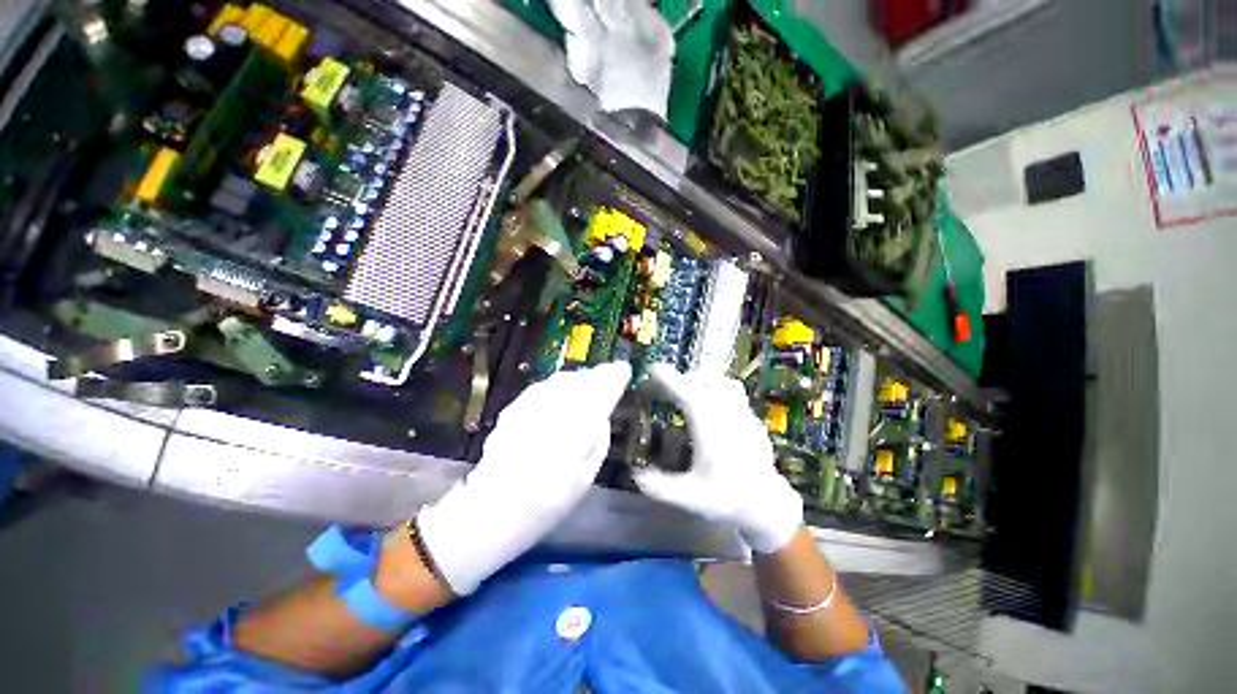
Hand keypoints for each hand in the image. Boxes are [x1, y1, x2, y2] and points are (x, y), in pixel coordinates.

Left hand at [417, 362, 631, 594]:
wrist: (496, 505)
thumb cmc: (553, 497)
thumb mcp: (589, 471)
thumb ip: (600, 435)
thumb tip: (602, 413)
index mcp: (583, 419)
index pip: (605, 385)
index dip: (616, 375)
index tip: (624, 370)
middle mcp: (559, 402)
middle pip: (583, 377)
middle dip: (597, 375)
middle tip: (606, 380)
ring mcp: (534, 401)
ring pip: (563, 379)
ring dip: (577, 380)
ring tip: (584, 388)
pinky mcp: (516, 405)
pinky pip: (544, 387)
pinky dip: (557, 388)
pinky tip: (557, 401)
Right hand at [633, 364, 802, 553]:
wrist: (767, 506)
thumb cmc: (727, 499)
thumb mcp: (689, 498)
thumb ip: (659, 486)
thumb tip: (635, 473)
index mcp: (710, 429)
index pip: (689, 394)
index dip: (670, 379)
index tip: (652, 369)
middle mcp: (728, 414)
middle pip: (705, 380)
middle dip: (682, 379)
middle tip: (664, 388)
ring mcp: (743, 414)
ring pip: (723, 382)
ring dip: (702, 381)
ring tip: (687, 393)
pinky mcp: (752, 418)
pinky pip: (733, 392)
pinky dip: (716, 390)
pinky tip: (709, 408)